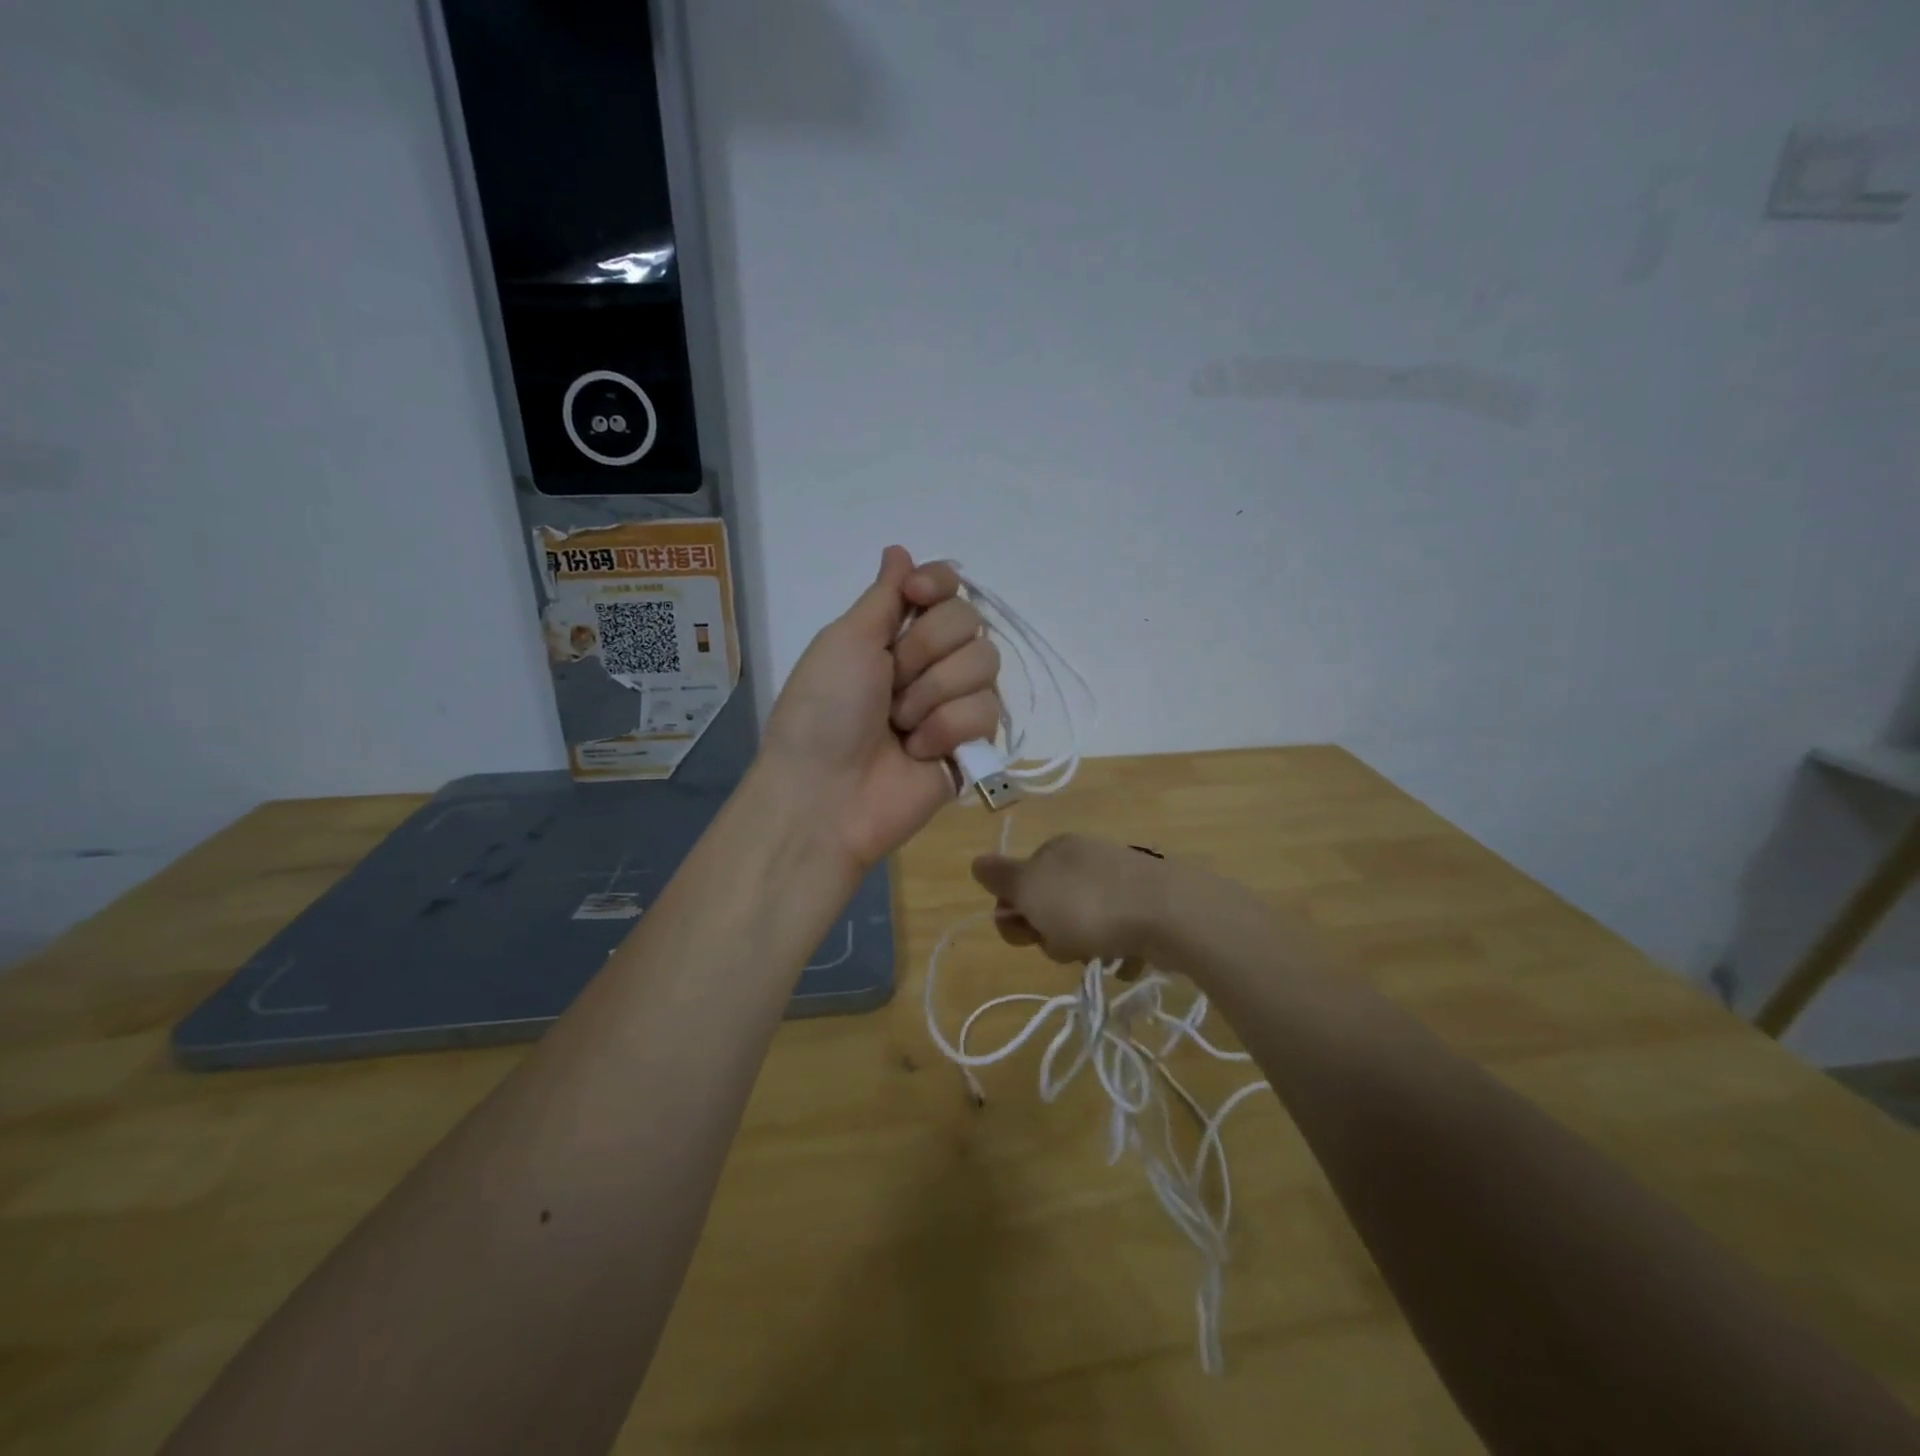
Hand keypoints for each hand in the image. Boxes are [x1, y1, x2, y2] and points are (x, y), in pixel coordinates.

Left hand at [760, 546, 1001, 870]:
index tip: (917, 596)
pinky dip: (947, 729)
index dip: (939, 585)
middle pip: (970, 620)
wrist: (826, 793)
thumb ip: (884, 595)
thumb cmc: (824, 710)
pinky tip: (918, 751)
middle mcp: (931, 662)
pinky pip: (988, 711)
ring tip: (900, 726)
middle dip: (925, 651)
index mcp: (895, 633)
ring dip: (933, 694)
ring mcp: (954, 702)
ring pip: (985, 663)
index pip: (947, 587)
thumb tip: (899, 549)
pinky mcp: (973, 743)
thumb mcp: (845, 640)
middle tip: (890, 684)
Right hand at [970, 834, 1171, 963]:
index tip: (1032, 930)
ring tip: (1100, 953)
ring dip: (1083, 946)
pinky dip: (1117, 950)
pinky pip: (1117, 933)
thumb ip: (1000, 877)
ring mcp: (1119, 879)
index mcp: (1054, 850)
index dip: (1017, 916)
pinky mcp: (1147, 904)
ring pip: (1082, 923)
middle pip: (1049, 907)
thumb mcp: (1030, 888)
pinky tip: (1125, 959)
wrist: (1168, 912)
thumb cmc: (1087, 903)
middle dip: (1051, 934)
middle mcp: (1085, 858)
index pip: (1017, 886)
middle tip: (1068, 942)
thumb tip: (976, 862)